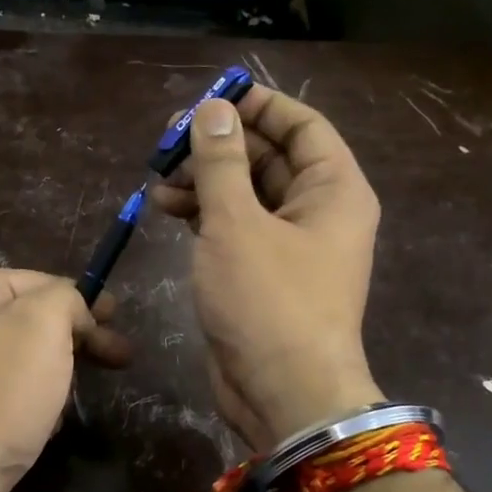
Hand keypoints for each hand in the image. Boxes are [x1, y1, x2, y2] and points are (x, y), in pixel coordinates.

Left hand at [0, 269, 128, 491]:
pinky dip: (30, 403)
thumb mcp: (41, 328)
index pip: (38, 281)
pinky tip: (43, 425)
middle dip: (76, 339)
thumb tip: (72, 307)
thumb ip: (64, 299)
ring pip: (21, 359)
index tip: (117, 321)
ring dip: (54, 376)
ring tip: (69, 402)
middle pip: (29, 320)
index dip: (82, 301)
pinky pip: (4, 393)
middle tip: (120, 358)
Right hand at [148, 89, 381, 449]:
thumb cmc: (268, 301)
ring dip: (205, 182)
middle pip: (270, 159)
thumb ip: (221, 163)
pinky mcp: (262, 275)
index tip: (211, 98)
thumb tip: (212, 110)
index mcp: (333, 190)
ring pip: (247, 195)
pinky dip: (204, 216)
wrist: (283, 393)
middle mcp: (317, 212)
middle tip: (169, 141)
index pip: (302, 126)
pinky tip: (167, 210)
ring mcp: (290, 247)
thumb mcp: (237, 224)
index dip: (258, 105)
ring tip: (158, 178)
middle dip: (220, 146)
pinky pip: (235, 229)